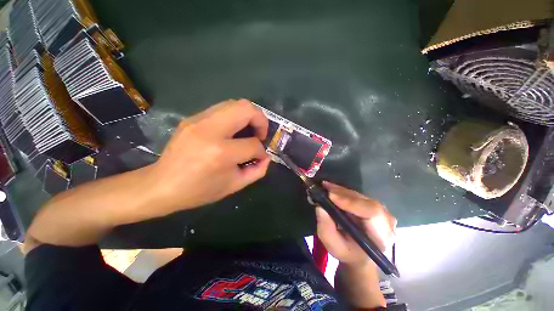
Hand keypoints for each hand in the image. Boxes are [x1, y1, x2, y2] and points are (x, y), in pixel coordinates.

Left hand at [149, 99, 269, 212]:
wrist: (163, 184)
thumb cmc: (196, 191)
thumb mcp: (230, 187)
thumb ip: (255, 171)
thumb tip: (266, 157)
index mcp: (220, 152)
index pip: (252, 144)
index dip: (261, 151)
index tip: (258, 156)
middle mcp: (210, 130)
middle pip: (246, 108)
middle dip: (260, 119)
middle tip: (258, 134)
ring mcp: (198, 120)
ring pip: (232, 103)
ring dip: (245, 115)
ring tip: (244, 131)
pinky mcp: (191, 118)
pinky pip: (217, 110)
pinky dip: (229, 117)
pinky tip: (225, 132)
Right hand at [316, 181, 396, 267]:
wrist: (362, 257)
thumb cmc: (349, 255)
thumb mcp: (335, 248)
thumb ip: (327, 230)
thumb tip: (320, 208)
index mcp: (382, 238)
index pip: (373, 213)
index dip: (353, 203)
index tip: (331, 196)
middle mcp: (389, 223)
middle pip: (369, 203)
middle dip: (346, 195)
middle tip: (325, 188)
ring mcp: (387, 214)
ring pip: (366, 199)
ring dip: (345, 193)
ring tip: (326, 187)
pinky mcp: (381, 208)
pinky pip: (364, 199)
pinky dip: (349, 194)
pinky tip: (335, 190)